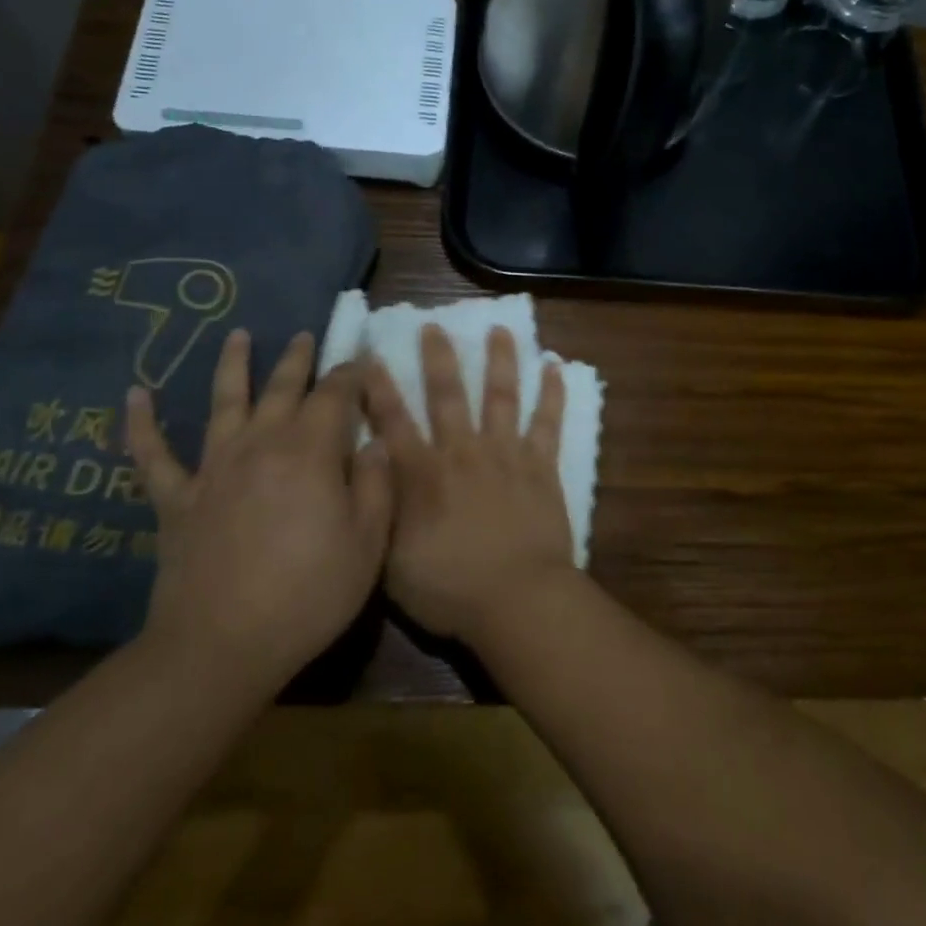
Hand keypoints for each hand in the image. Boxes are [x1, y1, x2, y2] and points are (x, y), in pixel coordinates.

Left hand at [125, 330, 389, 684]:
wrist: (223, 645)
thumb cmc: (309, 594)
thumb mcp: (367, 544)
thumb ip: (375, 485)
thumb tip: (374, 443)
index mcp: (310, 452)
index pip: (335, 396)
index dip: (350, 374)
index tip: (361, 359)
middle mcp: (260, 445)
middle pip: (282, 389)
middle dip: (299, 360)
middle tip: (307, 336)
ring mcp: (214, 469)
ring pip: (224, 403)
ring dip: (232, 366)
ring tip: (238, 335)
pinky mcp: (177, 499)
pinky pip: (153, 455)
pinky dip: (142, 424)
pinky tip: (134, 395)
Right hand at [364, 324, 575, 642]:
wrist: (517, 599)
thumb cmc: (449, 589)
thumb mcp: (392, 560)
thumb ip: (381, 511)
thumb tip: (369, 472)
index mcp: (423, 474)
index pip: (393, 422)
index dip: (378, 388)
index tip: (370, 355)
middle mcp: (463, 452)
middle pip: (448, 396)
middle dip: (438, 359)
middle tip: (434, 326)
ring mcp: (506, 455)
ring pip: (501, 396)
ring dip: (500, 360)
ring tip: (500, 329)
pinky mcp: (542, 467)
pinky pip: (548, 422)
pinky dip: (552, 393)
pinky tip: (555, 366)